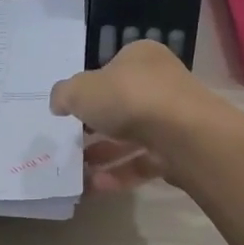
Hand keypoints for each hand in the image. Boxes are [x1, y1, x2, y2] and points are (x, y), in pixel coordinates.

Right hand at [50, 39, 214, 192]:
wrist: (183, 134)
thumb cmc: (128, 98)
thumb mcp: (81, 90)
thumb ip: (64, 94)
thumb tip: (60, 103)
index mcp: (141, 57)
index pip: (111, 70)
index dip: (89, 90)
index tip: (71, 111)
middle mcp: (161, 83)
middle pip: (121, 105)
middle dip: (95, 127)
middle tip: (71, 143)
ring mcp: (173, 118)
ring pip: (132, 137)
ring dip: (103, 155)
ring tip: (77, 172)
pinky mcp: (179, 151)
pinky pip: (144, 162)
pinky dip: (120, 174)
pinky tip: (95, 187)